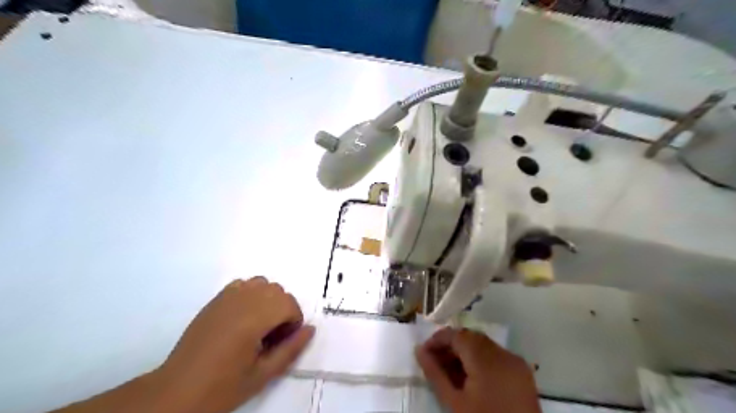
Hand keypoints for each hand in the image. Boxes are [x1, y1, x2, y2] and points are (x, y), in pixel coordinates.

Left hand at [153, 276, 313, 411]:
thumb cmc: (223, 386)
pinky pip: (243, 284)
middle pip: (278, 291)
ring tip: (259, 324)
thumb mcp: (263, 374)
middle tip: (272, 336)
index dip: (293, 322)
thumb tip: (310, 329)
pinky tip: (243, 317)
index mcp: (254, 319)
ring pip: (262, 283)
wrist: (178, 390)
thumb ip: (291, 349)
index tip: (282, 342)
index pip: (289, 304)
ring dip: (269, 299)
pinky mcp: (215, 299)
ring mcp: (226, 297)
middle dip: (283, 310)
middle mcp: (242, 300)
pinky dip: (251, 294)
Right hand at [416, 330, 542, 412]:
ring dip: (464, 353)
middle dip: (450, 346)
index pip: (458, 335)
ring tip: (449, 371)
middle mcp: (504, 354)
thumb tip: (419, 350)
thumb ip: (435, 373)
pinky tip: (469, 377)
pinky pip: (496, 356)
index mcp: (487, 359)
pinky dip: (480, 360)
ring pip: (483, 346)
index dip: (438, 339)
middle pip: (471, 338)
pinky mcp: (522, 373)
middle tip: (434, 361)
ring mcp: (516, 363)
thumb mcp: (454, 402)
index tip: (424, 352)